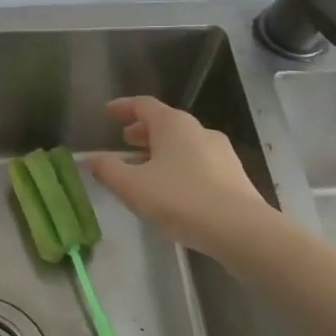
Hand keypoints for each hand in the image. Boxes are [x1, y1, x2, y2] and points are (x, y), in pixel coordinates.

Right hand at [90, 96, 270, 254]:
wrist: (241, 230)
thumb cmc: (181, 200)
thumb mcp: (132, 187)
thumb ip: (108, 170)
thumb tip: (94, 160)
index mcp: (173, 124)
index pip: (143, 105)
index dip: (123, 107)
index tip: (107, 112)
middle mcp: (199, 130)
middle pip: (165, 123)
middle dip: (142, 130)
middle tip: (124, 141)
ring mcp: (221, 152)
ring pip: (183, 143)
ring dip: (161, 150)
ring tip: (145, 168)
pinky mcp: (233, 175)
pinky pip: (198, 162)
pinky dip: (179, 166)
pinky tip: (172, 189)